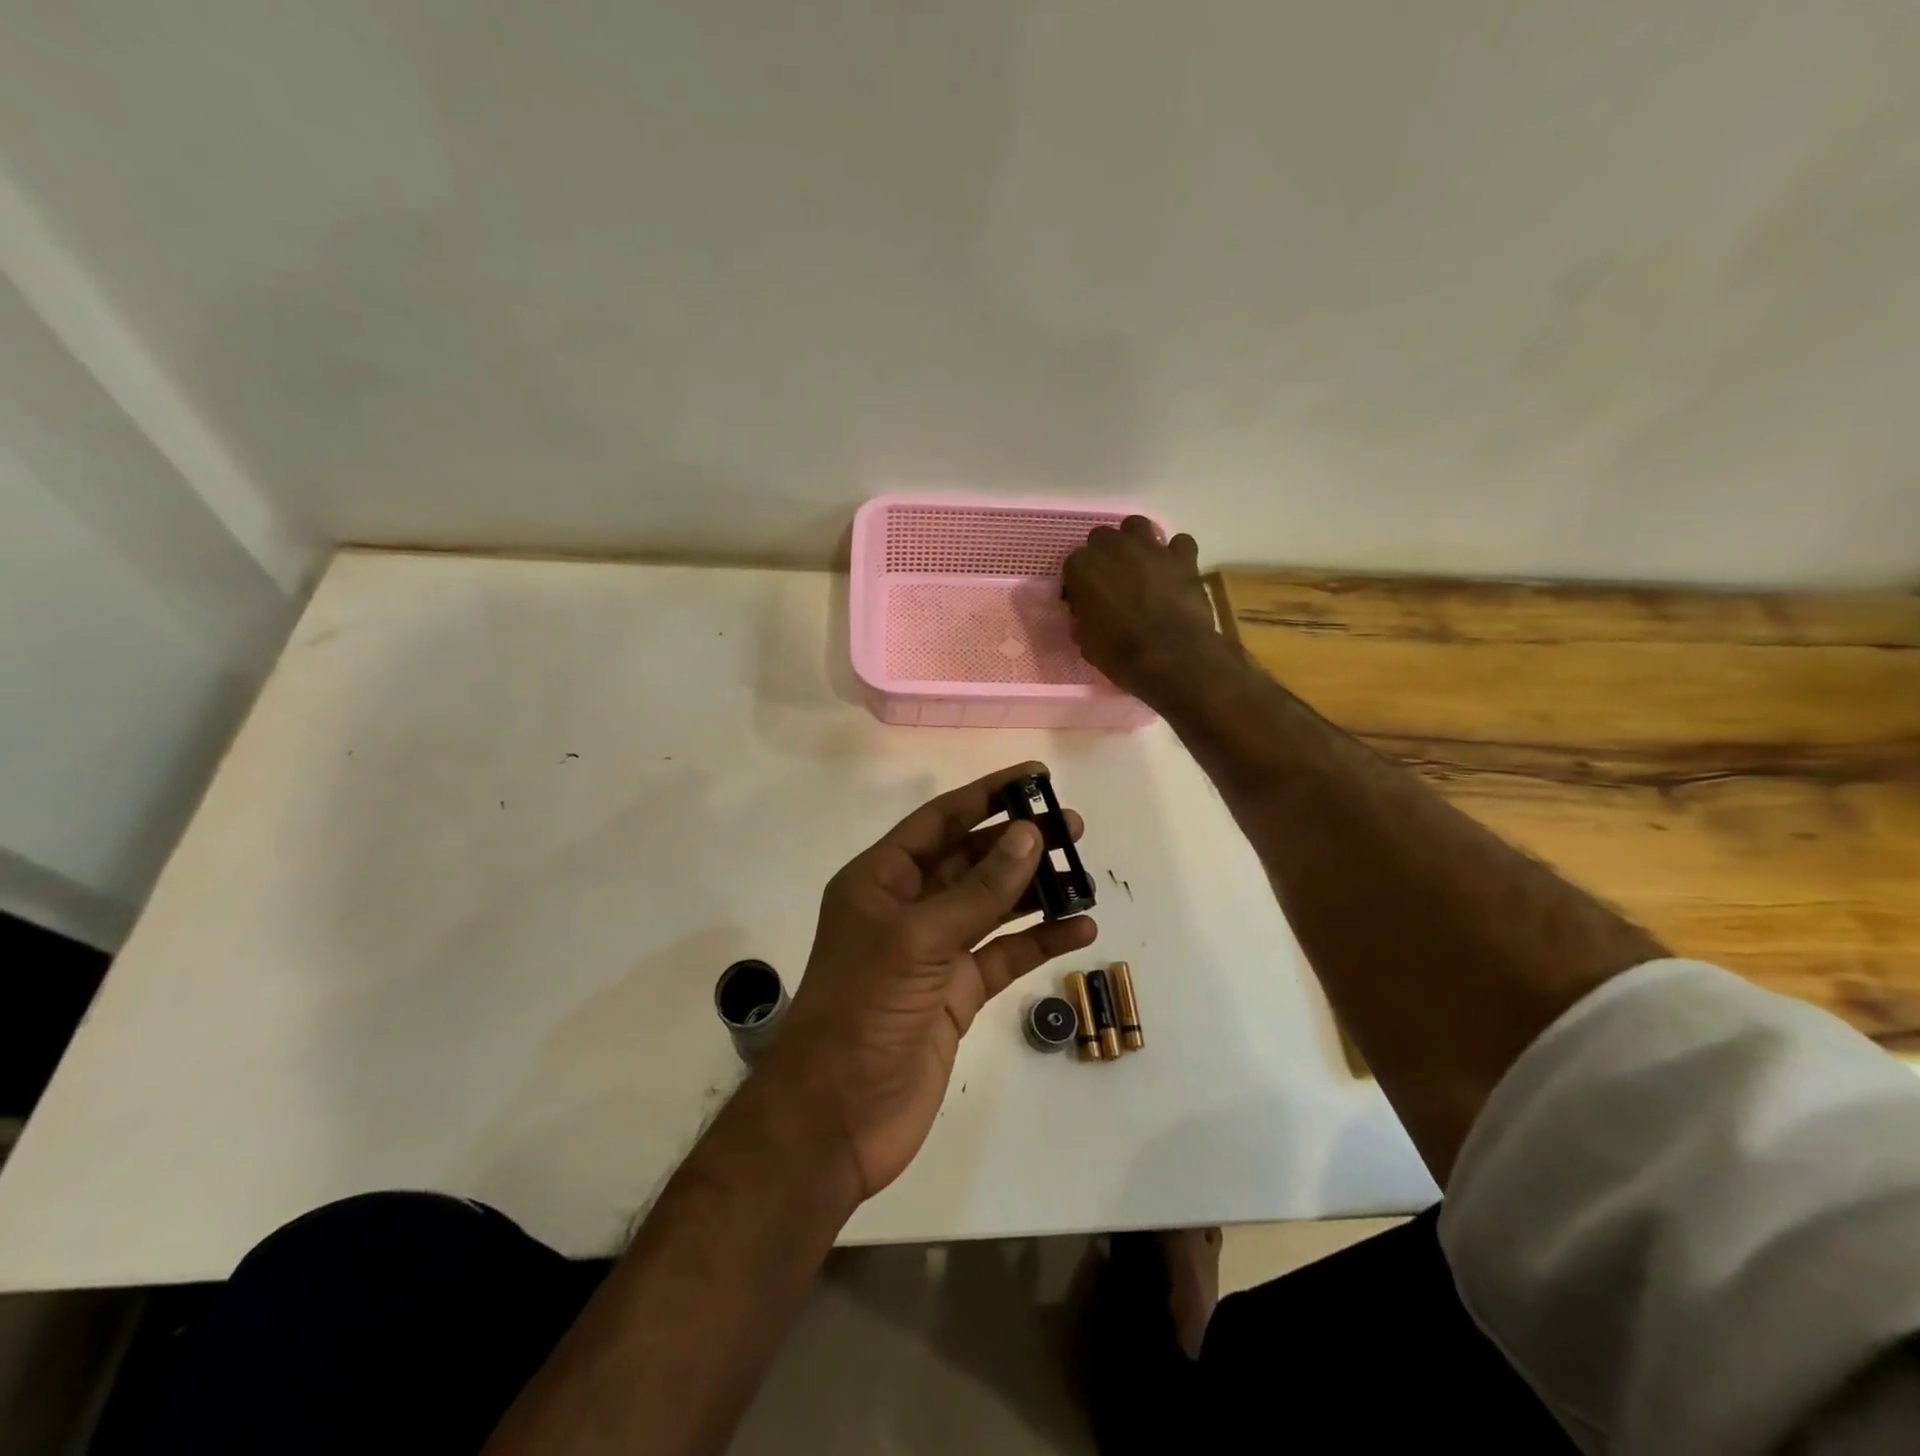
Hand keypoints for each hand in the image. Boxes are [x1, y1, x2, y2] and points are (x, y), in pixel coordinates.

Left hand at [760, 763, 1097, 1200]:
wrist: (836, 1118)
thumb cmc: (863, 1011)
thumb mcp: (919, 940)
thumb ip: (978, 890)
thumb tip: (1029, 835)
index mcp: (880, 881)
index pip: (939, 822)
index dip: (986, 796)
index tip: (1033, 777)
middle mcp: (906, 908)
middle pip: (970, 861)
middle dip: (1018, 842)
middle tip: (1072, 827)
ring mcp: (933, 952)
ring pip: (991, 907)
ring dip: (1034, 891)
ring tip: (1084, 876)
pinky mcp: (955, 994)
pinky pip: (1003, 955)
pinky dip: (1038, 941)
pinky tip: (1079, 930)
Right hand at [1062, 517, 1215, 696]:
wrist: (1169, 656)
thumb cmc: (1119, 653)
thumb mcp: (1086, 641)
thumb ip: (1083, 618)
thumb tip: (1087, 615)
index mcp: (1082, 568)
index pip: (1073, 565)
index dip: (1080, 583)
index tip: (1086, 601)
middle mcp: (1113, 547)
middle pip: (1102, 538)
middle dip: (1105, 556)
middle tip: (1113, 582)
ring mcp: (1150, 548)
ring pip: (1138, 526)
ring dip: (1136, 542)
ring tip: (1141, 567)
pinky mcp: (1182, 556)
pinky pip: (1179, 543)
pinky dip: (1176, 555)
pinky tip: (1175, 572)